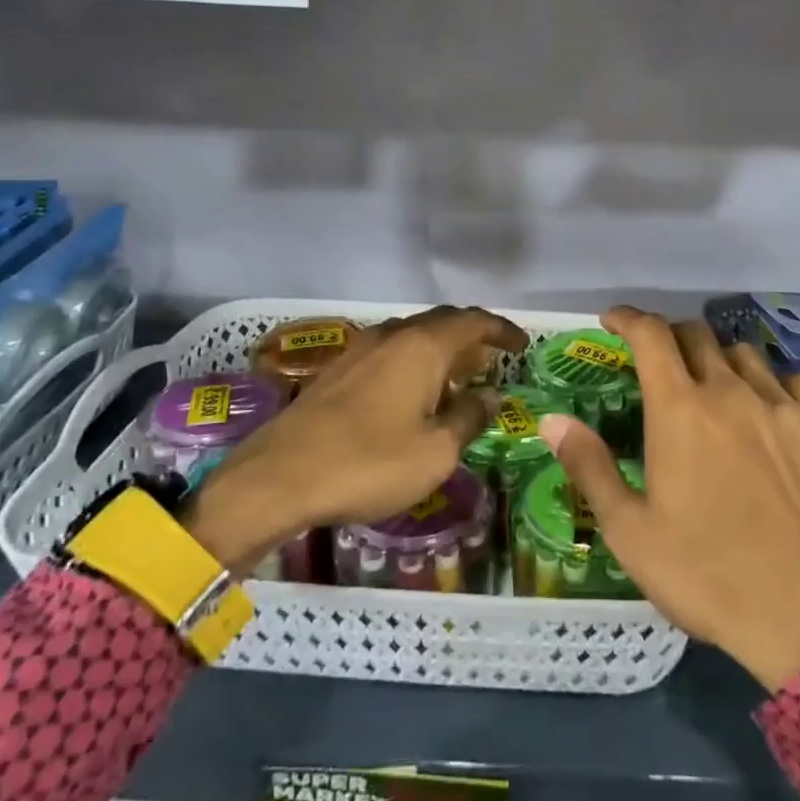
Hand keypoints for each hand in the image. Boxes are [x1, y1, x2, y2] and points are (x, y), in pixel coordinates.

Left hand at [182, 306, 527, 571]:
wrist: (277, 478)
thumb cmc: (368, 465)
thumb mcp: (435, 452)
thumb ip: (469, 418)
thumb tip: (492, 395)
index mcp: (422, 347)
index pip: (473, 322)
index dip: (502, 330)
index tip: (522, 345)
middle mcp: (392, 335)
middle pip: (442, 323)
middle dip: (472, 338)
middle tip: (493, 362)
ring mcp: (360, 350)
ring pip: (413, 337)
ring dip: (442, 351)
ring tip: (458, 379)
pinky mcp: (337, 370)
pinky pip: (390, 353)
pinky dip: (414, 364)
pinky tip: (414, 395)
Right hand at [542, 307, 799, 691]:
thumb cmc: (705, 574)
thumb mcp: (629, 530)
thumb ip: (589, 465)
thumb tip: (551, 420)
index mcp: (680, 410)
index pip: (651, 335)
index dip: (627, 318)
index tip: (610, 320)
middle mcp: (730, 393)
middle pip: (696, 335)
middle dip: (666, 335)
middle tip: (650, 360)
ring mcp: (778, 409)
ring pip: (742, 352)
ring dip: (713, 355)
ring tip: (702, 381)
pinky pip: (788, 380)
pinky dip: (765, 379)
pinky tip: (759, 404)